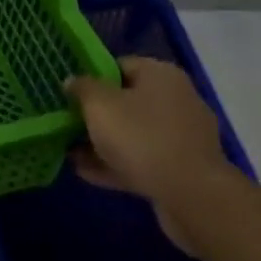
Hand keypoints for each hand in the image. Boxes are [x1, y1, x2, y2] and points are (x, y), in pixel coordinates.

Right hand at [64, 57, 230, 254]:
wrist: (191, 196)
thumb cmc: (141, 137)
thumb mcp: (98, 105)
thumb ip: (82, 88)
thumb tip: (73, 81)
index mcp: (161, 75)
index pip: (119, 65)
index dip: (92, 78)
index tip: (70, 94)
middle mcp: (176, 99)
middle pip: (126, 101)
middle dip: (96, 115)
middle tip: (68, 125)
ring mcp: (182, 136)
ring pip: (134, 133)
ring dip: (103, 143)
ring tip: (72, 154)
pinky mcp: (183, 168)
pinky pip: (143, 159)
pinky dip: (117, 164)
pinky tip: (88, 174)